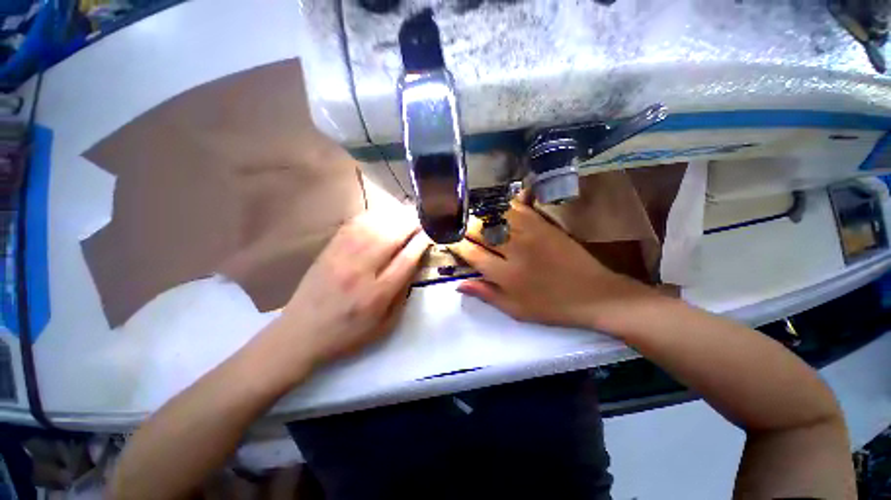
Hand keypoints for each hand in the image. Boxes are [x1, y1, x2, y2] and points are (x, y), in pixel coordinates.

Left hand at [264, 207, 429, 376]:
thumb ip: (402, 294)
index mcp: (376, 294)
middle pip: (390, 237)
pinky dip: (372, 216)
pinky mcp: (329, 250)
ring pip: (373, 226)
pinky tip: (382, 215)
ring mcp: (341, 257)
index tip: (431, 233)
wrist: (301, 333)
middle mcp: (360, 271)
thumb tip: (414, 264)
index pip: (406, 259)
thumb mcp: (385, 324)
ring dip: (393, 216)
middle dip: (411, 224)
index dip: (421, 242)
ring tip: (406, 213)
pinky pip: (353, 225)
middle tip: (422, 218)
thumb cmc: (348, 333)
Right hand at [449, 201, 657, 330]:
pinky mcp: (544, 224)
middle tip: (456, 224)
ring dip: (480, 213)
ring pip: (496, 216)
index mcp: (506, 275)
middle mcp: (515, 250)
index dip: (456, 244)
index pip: (472, 254)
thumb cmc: (551, 306)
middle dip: (464, 226)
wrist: (594, 294)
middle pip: (481, 231)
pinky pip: (518, 208)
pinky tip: (496, 204)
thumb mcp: (516, 309)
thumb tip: (458, 283)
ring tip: (471, 212)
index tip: (447, 239)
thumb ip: (486, 294)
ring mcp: (530, 233)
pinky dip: (504, 204)